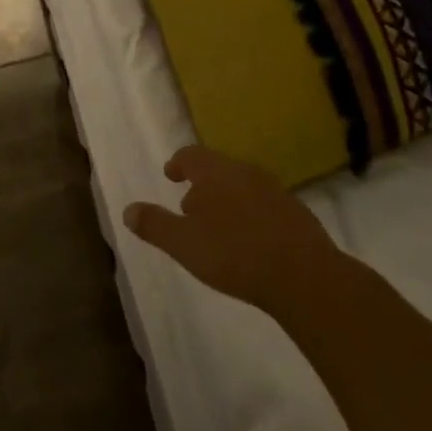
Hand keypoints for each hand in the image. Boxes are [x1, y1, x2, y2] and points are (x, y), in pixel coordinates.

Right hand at [124, 145, 344, 315]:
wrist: (303, 275)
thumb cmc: (234, 254)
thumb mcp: (184, 244)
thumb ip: (155, 225)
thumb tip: (128, 210)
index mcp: (215, 172)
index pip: (191, 155)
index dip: (179, 163)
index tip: (172, 175)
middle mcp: (244, 171)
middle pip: (217, 168)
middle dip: (202, 185)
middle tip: (190, 207)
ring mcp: (274, 190)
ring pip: (242, 185)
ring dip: (227, 199)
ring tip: (218, 226)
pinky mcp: (296, 212)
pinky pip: (264, 204)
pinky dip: (250, 213)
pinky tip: (250, 240)